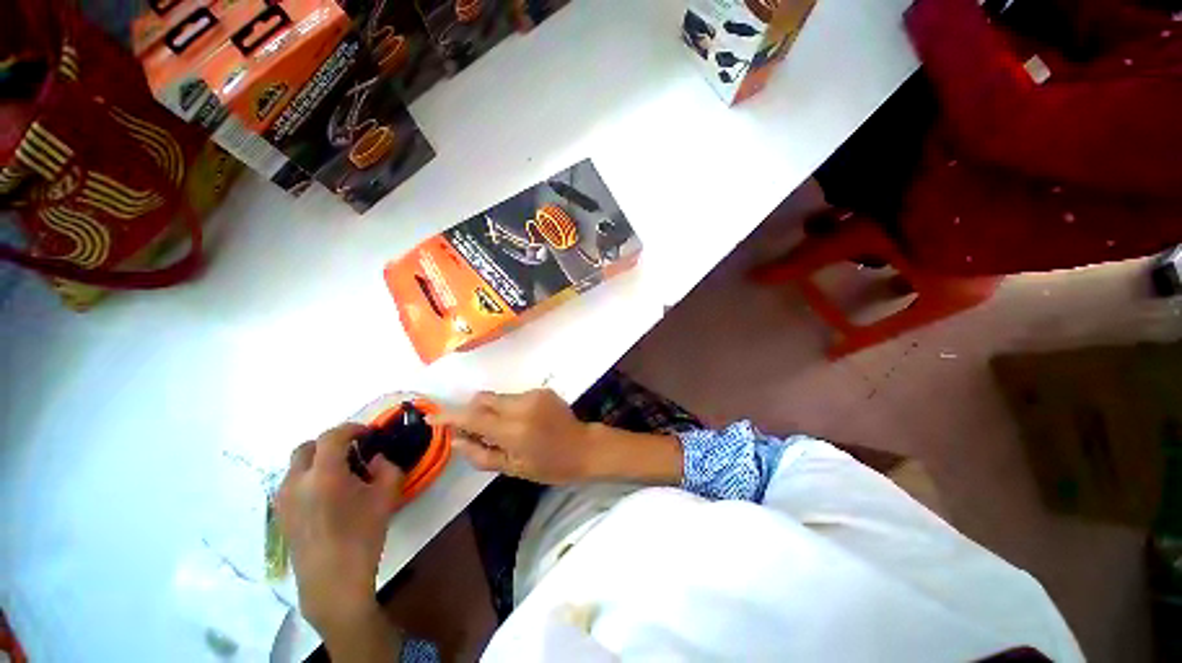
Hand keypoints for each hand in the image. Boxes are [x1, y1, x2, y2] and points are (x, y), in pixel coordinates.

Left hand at [276, 423, 403, 638]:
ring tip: (340, 474)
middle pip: (307, 447)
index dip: (352, 428)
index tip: (368, 434)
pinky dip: (308, 477)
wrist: (332, 581)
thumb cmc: (362, 536)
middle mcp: (296, 481)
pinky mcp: (279, 514)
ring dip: (318, 460)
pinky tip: (326, 495)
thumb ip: (387, 468)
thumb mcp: (386, 497)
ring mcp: (283, 499)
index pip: (332, 436)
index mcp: (324, 475)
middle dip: (330, 443)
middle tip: (352, 451)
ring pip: (297, 465)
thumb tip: (377, 458)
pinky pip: (292, 482)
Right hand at [435, 389, 595, 484]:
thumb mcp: (513, 468)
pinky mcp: (543, 390)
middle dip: (471, 410)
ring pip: (498, 398)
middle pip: (483, 399)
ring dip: (492, 410)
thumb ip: (481, 455)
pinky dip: (509, 407)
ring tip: (504, 429)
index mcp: (514, 430)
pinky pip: (515, 396)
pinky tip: (522, 422)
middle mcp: (522, 406)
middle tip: (473, 429)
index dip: (449, 416)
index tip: (431, 417)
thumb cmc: (549, 465)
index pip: (473, 417)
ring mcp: (534, 395)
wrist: (583, 447)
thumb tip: (455, 440)